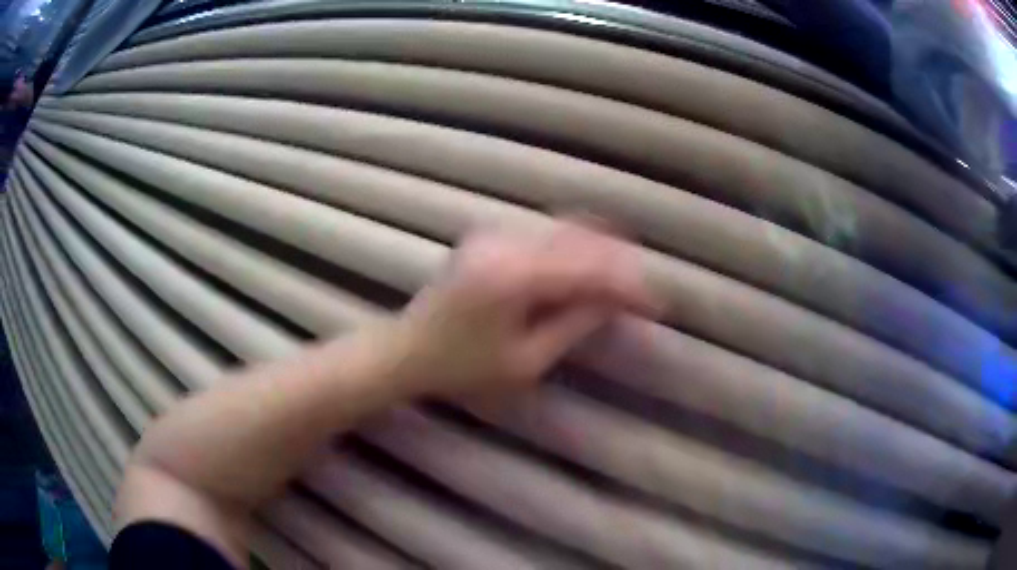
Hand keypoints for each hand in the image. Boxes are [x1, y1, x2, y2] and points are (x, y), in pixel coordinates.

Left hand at [392, 219, 658, 396]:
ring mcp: (494, 234)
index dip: (629, 286)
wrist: (406, 350)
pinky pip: (543, 233)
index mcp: (516, 276)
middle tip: (645, 286)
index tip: (657, 306)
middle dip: (620, 260)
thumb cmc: (462, 367)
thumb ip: (574, 324)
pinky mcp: (488, 237)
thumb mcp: (525, 361)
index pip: (591, 271)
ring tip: (626, 272)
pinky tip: (588, 261)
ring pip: (565, 229)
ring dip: (599, 248)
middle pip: (582, 238)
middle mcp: (507, 243)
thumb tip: (615, 301)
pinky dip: (573, 245)